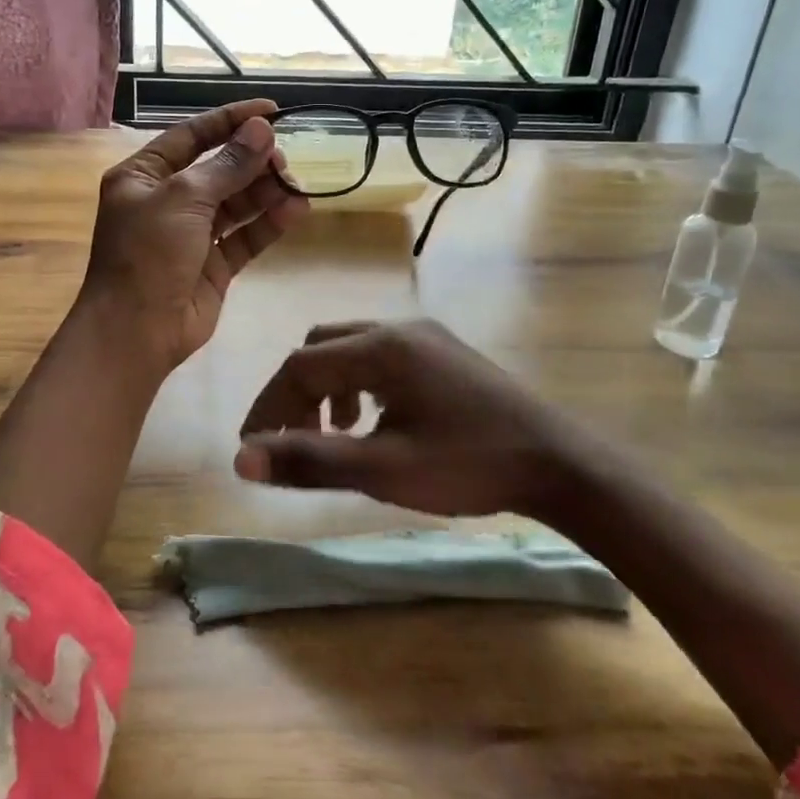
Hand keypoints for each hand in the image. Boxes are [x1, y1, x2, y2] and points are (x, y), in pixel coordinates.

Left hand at [79, 100, 308, 373]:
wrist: (136, 331)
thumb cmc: (148, 254)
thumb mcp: (184, 199)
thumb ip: (227, 165)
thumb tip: (261, 130)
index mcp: (144, 175)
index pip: (192, 136)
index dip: (230, 120)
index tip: (271, 110)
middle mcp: (167, 200)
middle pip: (218, 168)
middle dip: (252, 161)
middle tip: (283, 159)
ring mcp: (192, 234)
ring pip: (236, 202)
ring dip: (265, 191)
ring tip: (294, 184)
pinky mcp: (214, 264)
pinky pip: (245, 235)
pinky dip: (269, 222)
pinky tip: (296, 210)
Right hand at [236, 319, 616, 516]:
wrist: (558, 462)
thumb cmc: (468, 466)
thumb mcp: (383, 470)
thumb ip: (310, 461)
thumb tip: (241, 459)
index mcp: (381, 348)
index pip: (300, 366)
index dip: (268, 407)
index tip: (254, 450)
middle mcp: (399, 328)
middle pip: (321, 347)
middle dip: (296, 393)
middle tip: (290, 441)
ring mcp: (426, 336)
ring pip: (351, 349)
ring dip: (327, 388)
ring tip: (333, 435)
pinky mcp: (444, 352)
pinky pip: (382, 356)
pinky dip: (359, 385)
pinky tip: (374, 422)